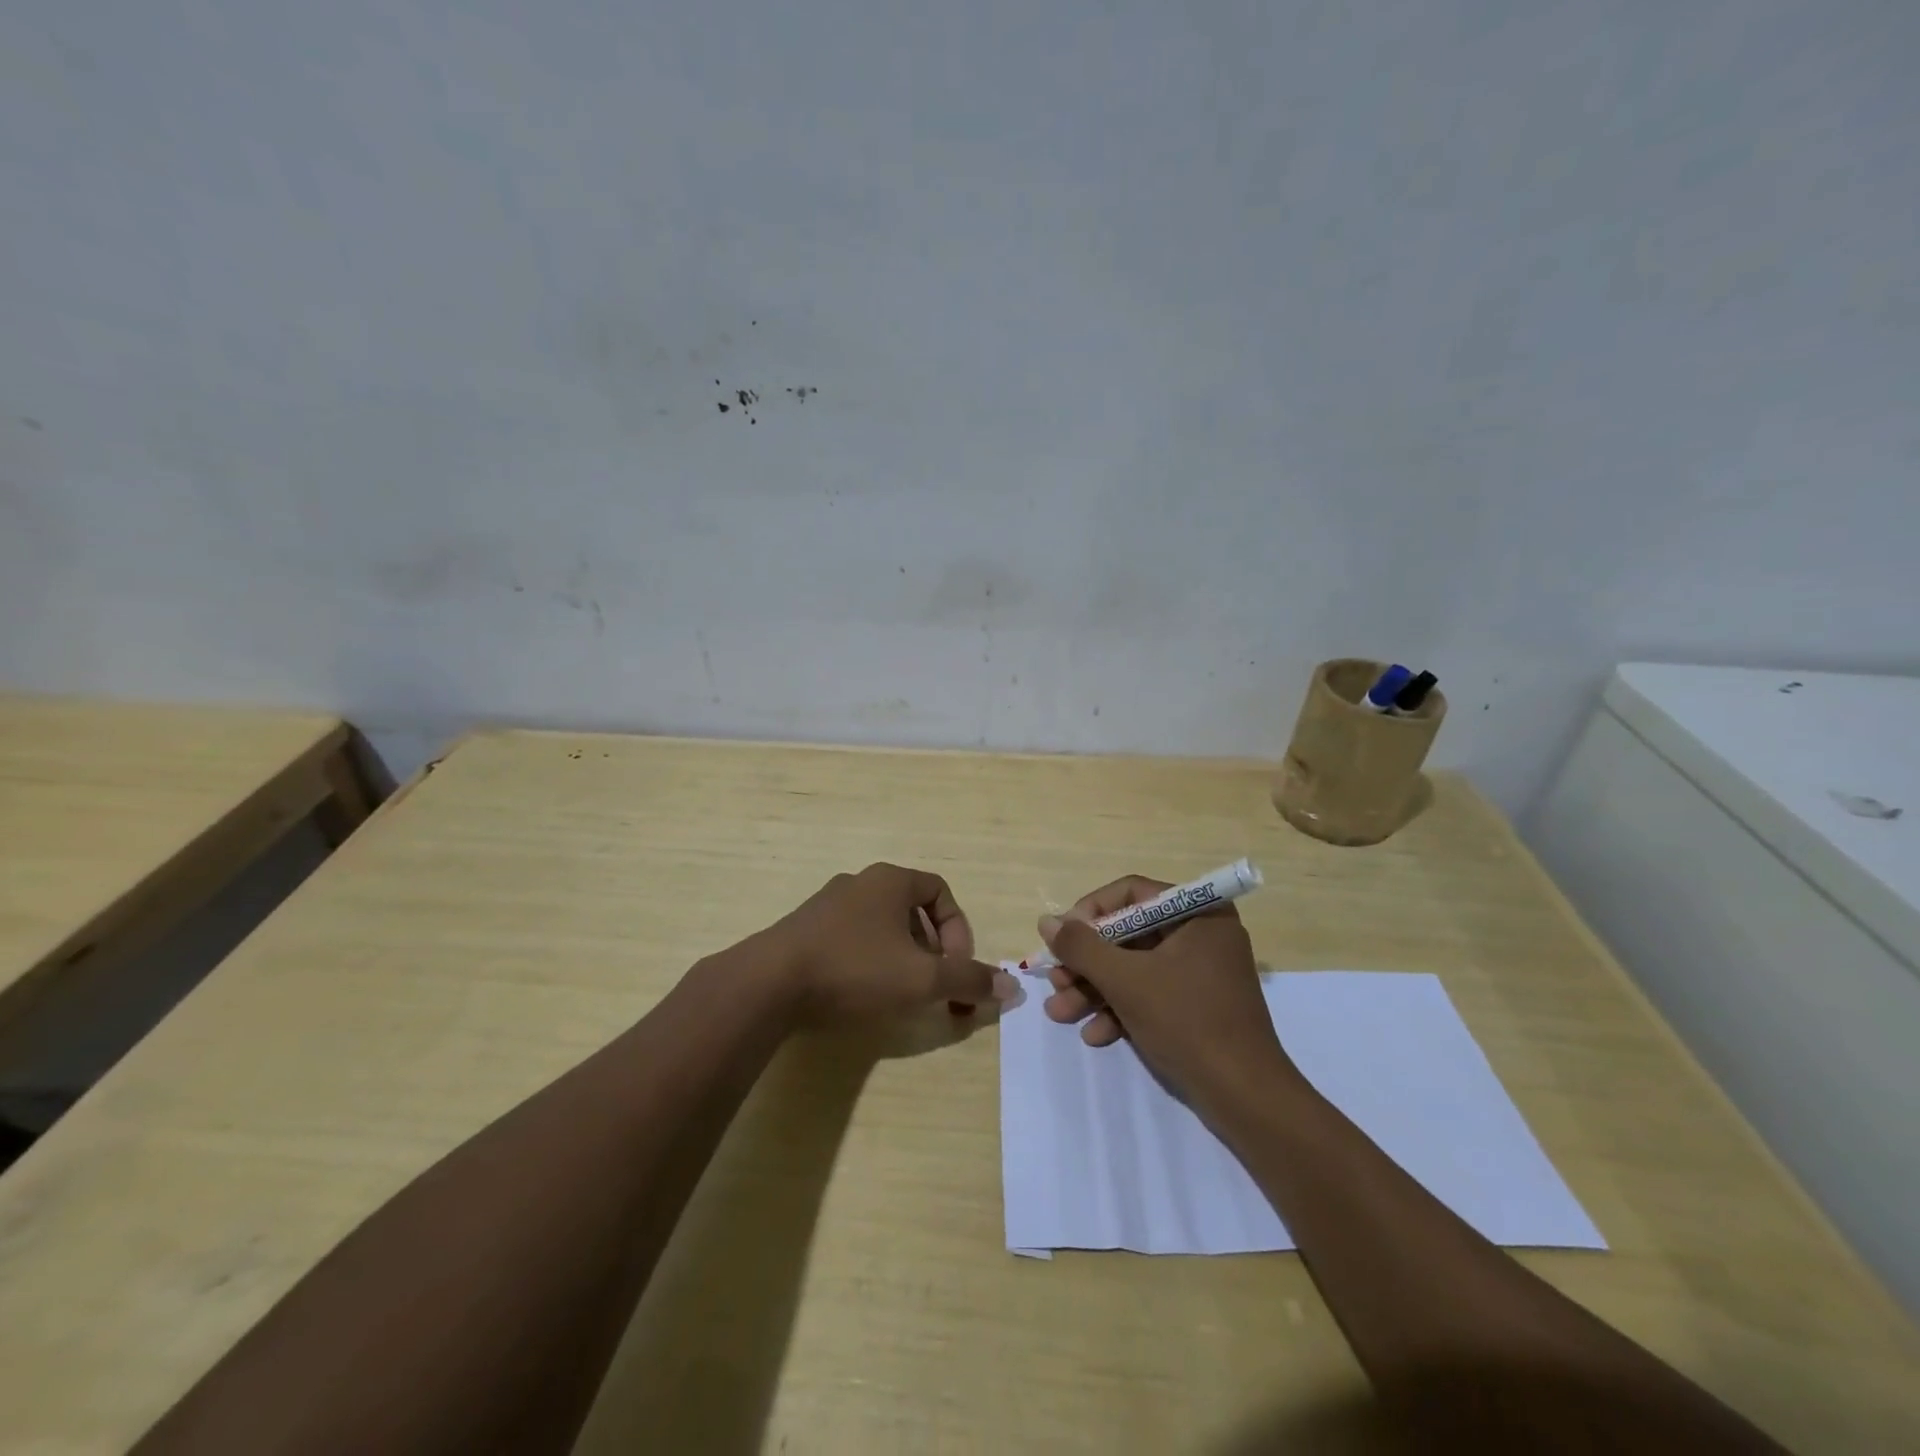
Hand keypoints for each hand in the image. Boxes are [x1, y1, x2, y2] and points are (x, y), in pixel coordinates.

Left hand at [766, 863, 1015, 1021]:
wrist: (769, 984)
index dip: (959, 929)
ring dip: (902, 958)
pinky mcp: (802, 931)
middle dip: (932, 950)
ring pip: (881, 927)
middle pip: (912, 911)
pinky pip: (850, 940)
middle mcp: (859, 883)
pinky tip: (861, 995)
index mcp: (890, 880)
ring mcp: (826, 906)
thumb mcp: (922, 979)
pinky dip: (869, 963)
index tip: (957, 968)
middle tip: (933, 987)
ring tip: (901, 995)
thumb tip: (1012, 988)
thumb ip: (969, 980)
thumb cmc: (855, 970)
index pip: (940, 891)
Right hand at [1039, 875, 1301, 1104]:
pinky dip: (1120, 1010)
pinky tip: (1095, 1035)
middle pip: (1128, 934)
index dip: (1090, 913)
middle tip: (1056, 983)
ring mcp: (1200, 972)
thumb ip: (1082, 947)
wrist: (1244, 1097)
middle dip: (1087, 963)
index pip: (1131, 894)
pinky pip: (1150, 993)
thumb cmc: (1187, 1022)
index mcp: (1198, 913)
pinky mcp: (1196, 1006)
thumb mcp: (1126, 980)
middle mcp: (1200, 934)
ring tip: (1060, 1013)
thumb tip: (1047, 921)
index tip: (1062, 939)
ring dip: (1094, 990)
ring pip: (1134, 967)